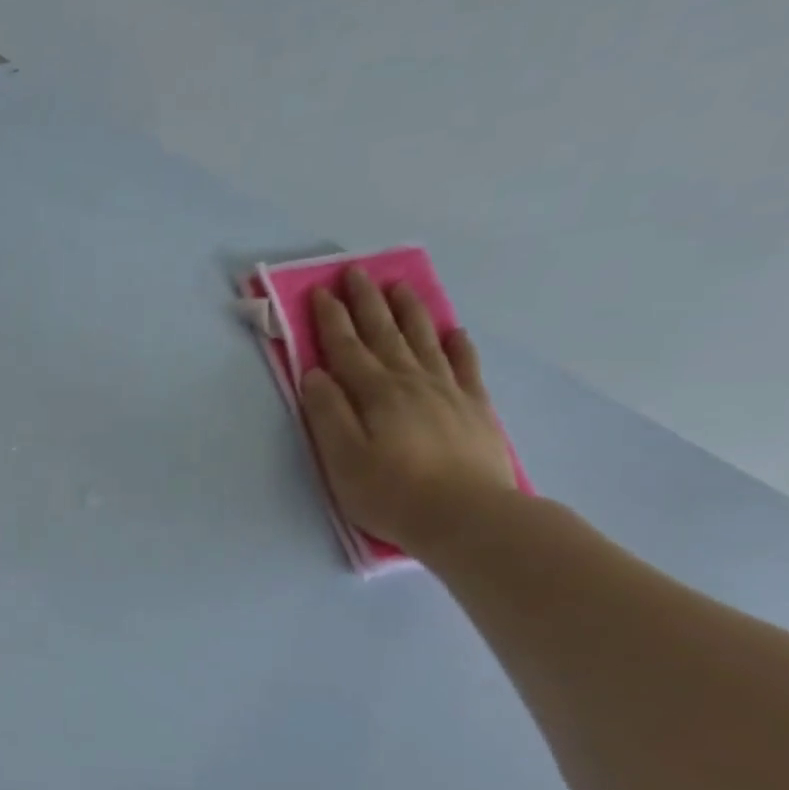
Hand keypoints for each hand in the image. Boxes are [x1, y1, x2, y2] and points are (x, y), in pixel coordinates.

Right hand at [299, 266, 516, 555]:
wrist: (468, 517)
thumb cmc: (392, 493)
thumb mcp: (342, 459)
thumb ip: (327, 413)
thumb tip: (315, 375)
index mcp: (374, 393)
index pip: (346, 348)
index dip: (331, 319)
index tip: (320, 291)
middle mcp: (410, 382)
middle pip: (385, 334)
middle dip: (367, 302)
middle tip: (356, 272)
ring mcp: (447, 392)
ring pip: (423, 340)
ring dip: (408, 311)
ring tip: (399, 286)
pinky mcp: (474, 408)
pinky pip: (464, 366)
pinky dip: (456, 345)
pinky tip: (453, 331)